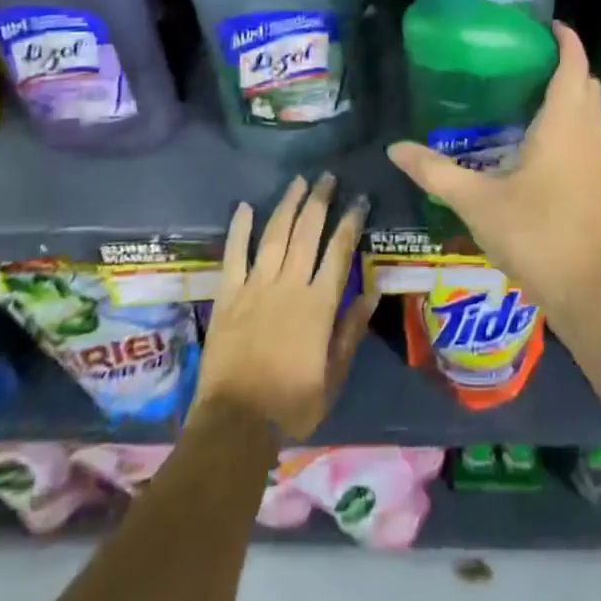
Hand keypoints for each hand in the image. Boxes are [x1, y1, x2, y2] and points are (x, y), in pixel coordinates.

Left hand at [194, 172, 372, 441]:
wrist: (236, 424)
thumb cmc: (292, 404)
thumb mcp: (334, 376)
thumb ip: (351, 331)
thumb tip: (373, 292)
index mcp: (319, 304)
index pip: (339, 252)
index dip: (350, 222)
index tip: (359, 199)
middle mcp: (289, 285)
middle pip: (307, 233)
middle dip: (319, 201)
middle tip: (328, 176)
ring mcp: (255, 287)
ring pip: (274, 235)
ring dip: (288, 205)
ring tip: (299, 181)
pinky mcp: (228, 296)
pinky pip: (234, 255)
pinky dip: (239, 230)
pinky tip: (245, 207)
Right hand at [386, 21, 600, 317]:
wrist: (584, 292)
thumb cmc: (532, 235)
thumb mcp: (476, 203)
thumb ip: (435, 172)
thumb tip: (396, 148)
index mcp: (563, 128)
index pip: (574, 68)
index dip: (568, 41)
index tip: (550, 25)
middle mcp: (590, 137)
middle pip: (588, 86)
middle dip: (567, 66)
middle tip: (529, 62)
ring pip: (593, 114)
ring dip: (572, 98)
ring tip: (531, 99)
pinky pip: (592, 139)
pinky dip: (574, 127)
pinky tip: (544, 148)